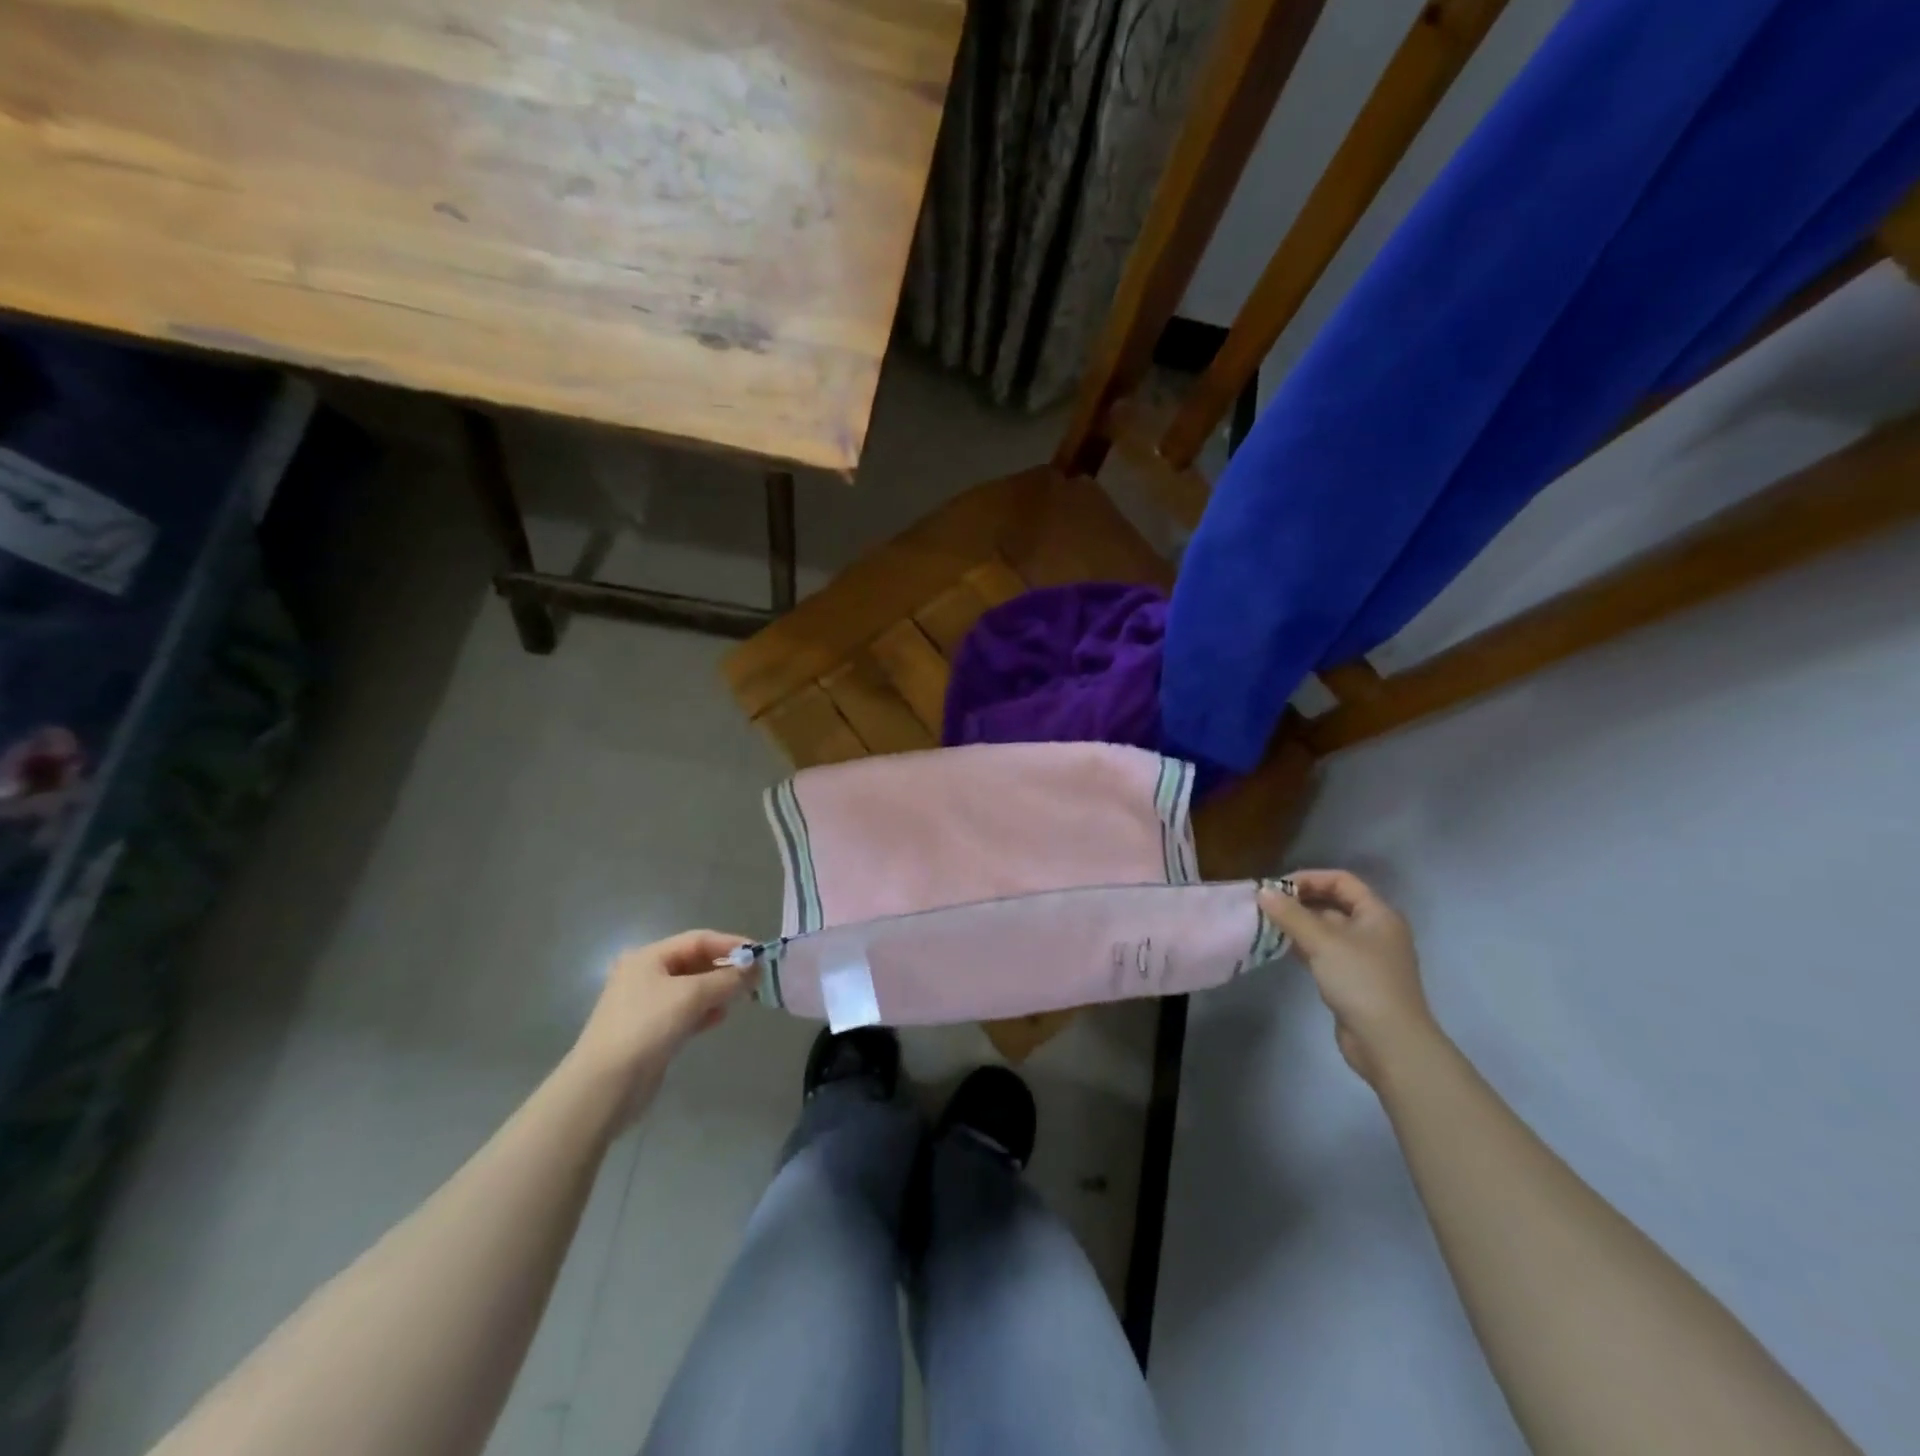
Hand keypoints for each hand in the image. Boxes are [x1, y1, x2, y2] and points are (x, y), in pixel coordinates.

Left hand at [569, 930, 751, 1117]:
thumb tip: (753, 968)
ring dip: (717, 990)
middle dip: (725, 969)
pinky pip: (685, 1012)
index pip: (698, 940)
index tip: (760, 954)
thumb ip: (726, 979)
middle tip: (755, 979)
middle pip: (694, 962)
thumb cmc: (646, 1027)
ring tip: (742, 998)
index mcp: (648, 957)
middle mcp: (645, 975)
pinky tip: (720, 1018)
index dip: (731, 944)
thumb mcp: (690, 995)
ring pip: (692, 989)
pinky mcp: (651, 1031)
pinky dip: (704, 1011)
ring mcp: (646, 1005)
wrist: (605, 1086)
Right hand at [1259, 870, 1435, 1086]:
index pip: (1342, 881)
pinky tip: (1280, 948)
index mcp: (1378, 914)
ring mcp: (1365, 957)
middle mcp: (1374, 931)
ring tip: (1267, 924)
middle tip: (1266, 905)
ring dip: (1298, 925)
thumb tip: (1262, 891)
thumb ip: (1291, 915)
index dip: (1309, 878)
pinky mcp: (1353, 980)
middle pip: (1334, 904)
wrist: (1389, 1043)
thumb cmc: (1361, 981)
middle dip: (1300, 902)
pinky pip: (1325, 953)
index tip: (1277, 887)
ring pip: (1326, 930)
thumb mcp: (1323, 942)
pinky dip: (1303, 947)